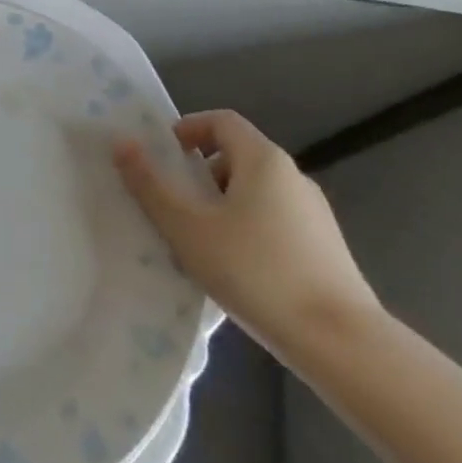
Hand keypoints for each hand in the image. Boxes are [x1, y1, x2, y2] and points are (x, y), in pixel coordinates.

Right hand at [113, 110, 378, 353]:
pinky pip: (273, 220)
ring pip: (254, 191)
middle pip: (236, 155)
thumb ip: (150, 185)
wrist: (339, 342)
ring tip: (197, 243)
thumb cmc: (254, 271)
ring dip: (220, 204)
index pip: (221, 120)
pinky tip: (234, 270)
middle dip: (198, 173)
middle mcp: (292, 176)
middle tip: (172, 205)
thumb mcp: (187, 227)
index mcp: (263, 160)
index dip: (187, 129)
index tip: (162, 158)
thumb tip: (122, 143)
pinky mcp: (323, 247)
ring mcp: (313, 212)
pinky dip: (246, 229)